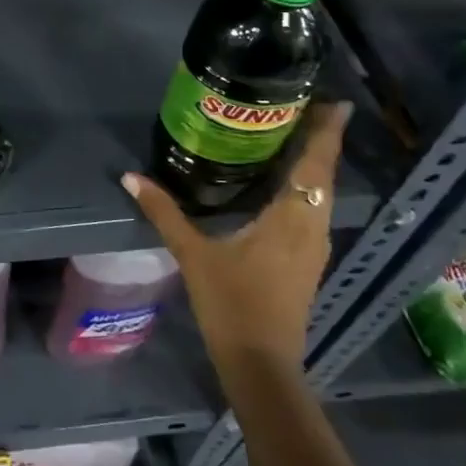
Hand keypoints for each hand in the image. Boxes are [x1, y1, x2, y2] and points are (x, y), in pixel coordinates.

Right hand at [121, 102, 350, 370]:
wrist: (261, 363)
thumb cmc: (232, 304)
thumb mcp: (193, 254)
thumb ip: (164, 212)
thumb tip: (131, 177)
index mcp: (292, 219)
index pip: (315, 166)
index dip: (327, 133)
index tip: (335, 102)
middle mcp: (312, 227)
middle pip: (322, 175)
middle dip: (319, 141)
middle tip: (302, 107)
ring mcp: (314, 247)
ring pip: (320, 194)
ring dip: (312, 165)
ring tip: (291, 136)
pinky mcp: (307, 260)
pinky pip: (312, 210)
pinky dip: (303, 188)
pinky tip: (280, 184)